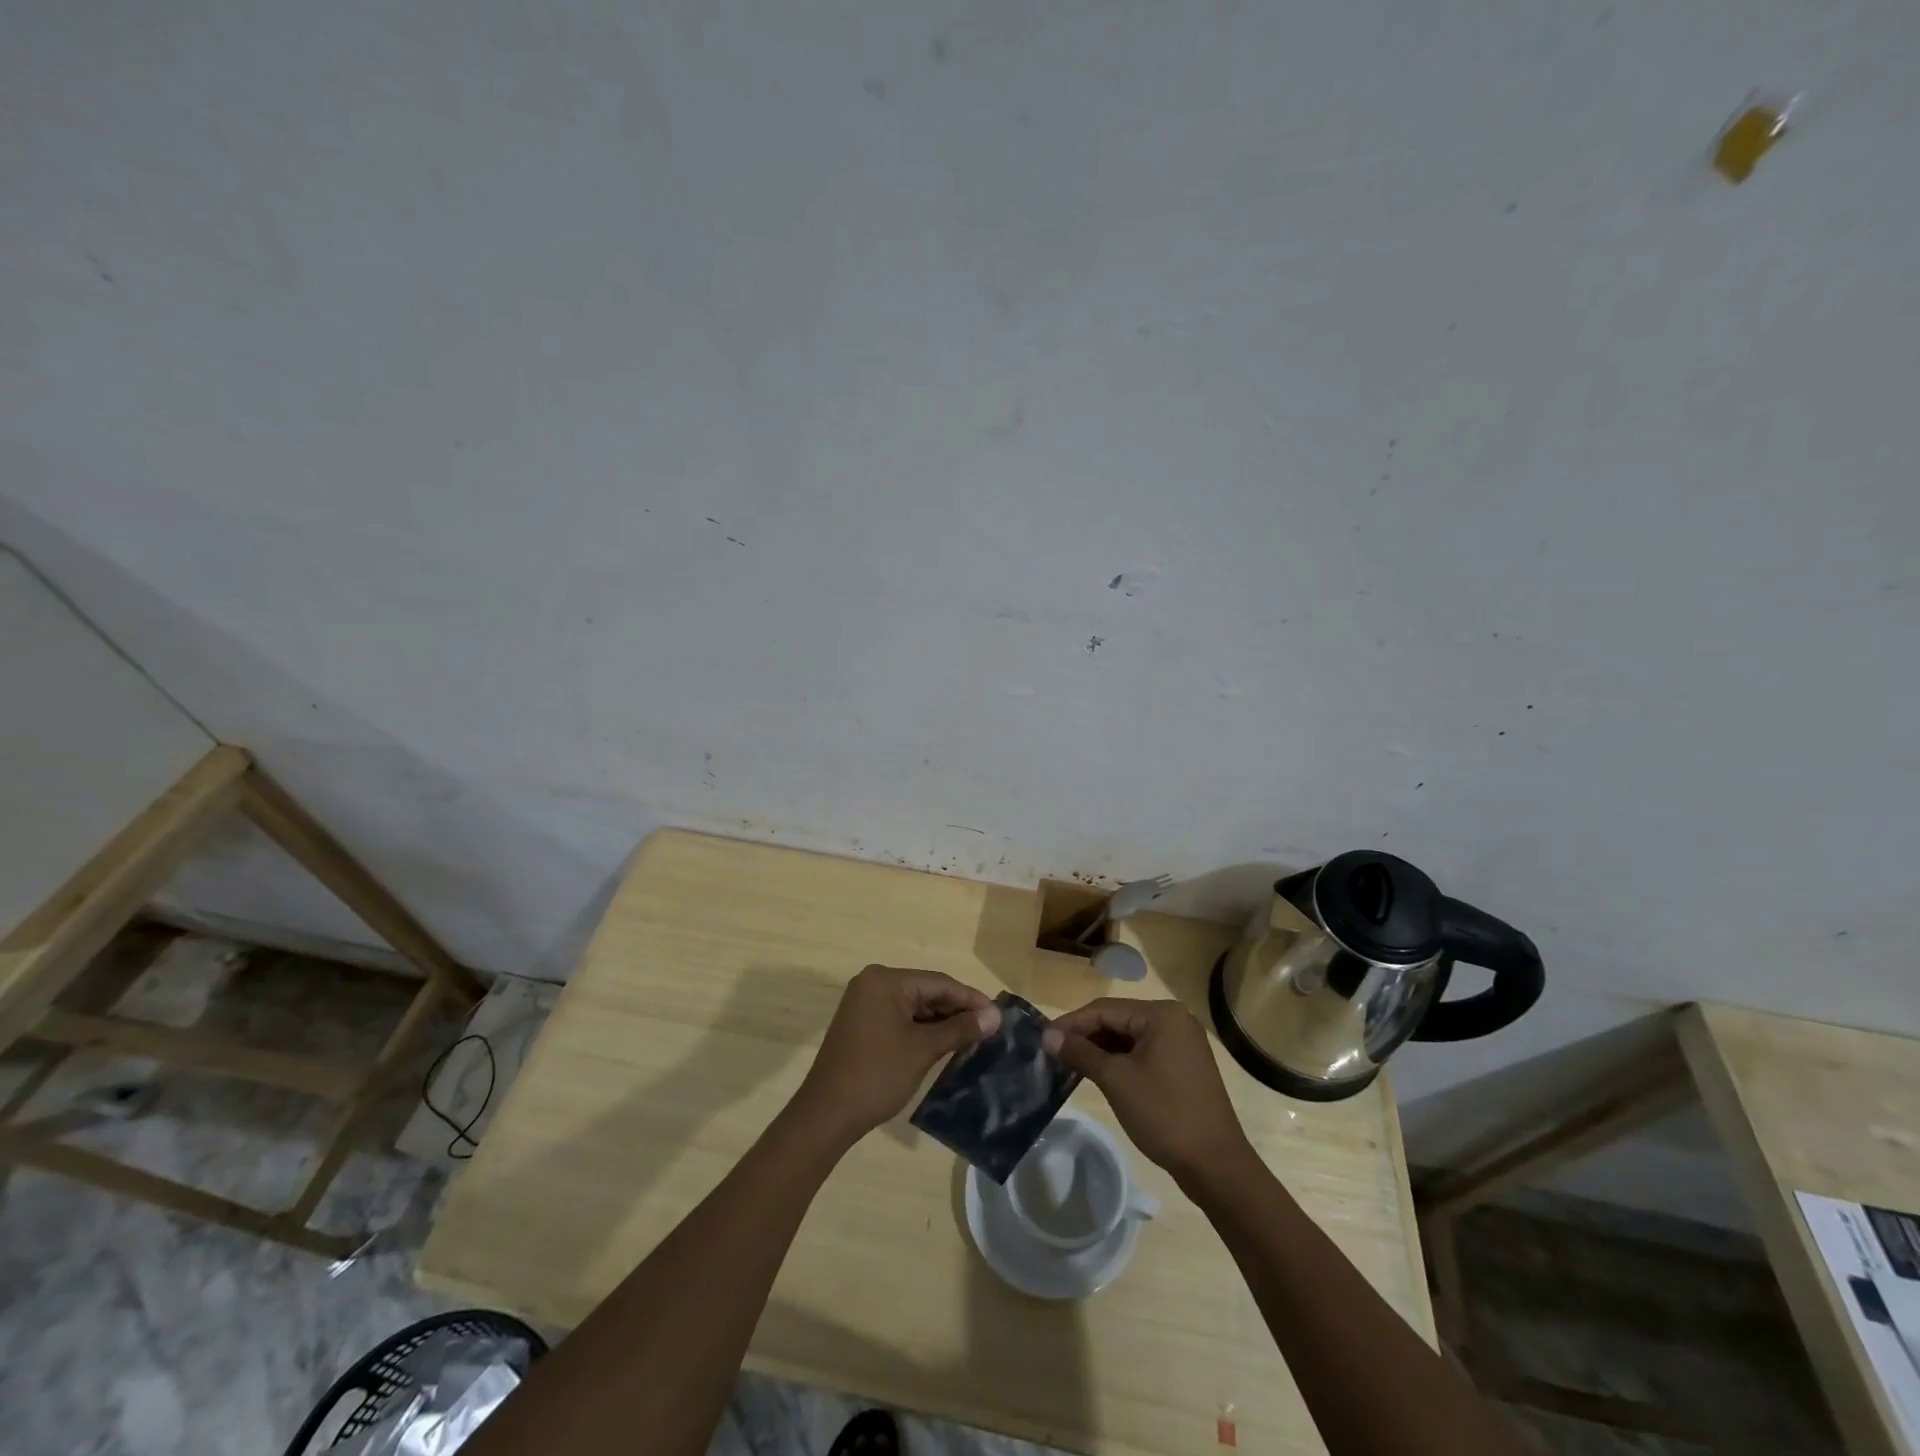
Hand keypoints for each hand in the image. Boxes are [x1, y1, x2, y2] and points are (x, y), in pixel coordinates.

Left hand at [793, 966, 1000, 1144]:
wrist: (827, 1115)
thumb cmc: (877, 1075)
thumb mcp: (923, 1049)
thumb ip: (960, 1029)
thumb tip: (995, 1016)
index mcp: (886, 980)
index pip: (939, 982)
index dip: (971, 999)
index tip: (998, 1015)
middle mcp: (873, 983)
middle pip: (926, 991)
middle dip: (956, 1011)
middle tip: (988, 1030)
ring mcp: (864, 1003)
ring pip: (914, 1006)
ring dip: (940, 1022)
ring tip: (972, 1039)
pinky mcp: (861, 1023)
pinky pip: (900, 1018)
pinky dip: (921, 1030)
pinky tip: (943, 1044)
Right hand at [1043, 999, 1253, 1185]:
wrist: (1216, 1166)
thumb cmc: (1165, 1114)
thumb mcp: (1116, 1080)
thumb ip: (1081, 1053)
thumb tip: (1048, 1036)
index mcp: (1162, 1014)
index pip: (1105, 1009)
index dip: (1071, 1023)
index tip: (1043, 1038)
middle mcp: (1174, 1019)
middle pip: (1117, 1020)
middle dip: (1085, 1036)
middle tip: (1053, 1054)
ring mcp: (1182, 1043)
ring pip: (1129, 1037)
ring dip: (1100, 1050)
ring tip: (1069, 1065)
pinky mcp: (1183, 1065)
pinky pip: (1143, 1053)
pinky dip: (1120, 1061)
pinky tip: (1099, 1074)